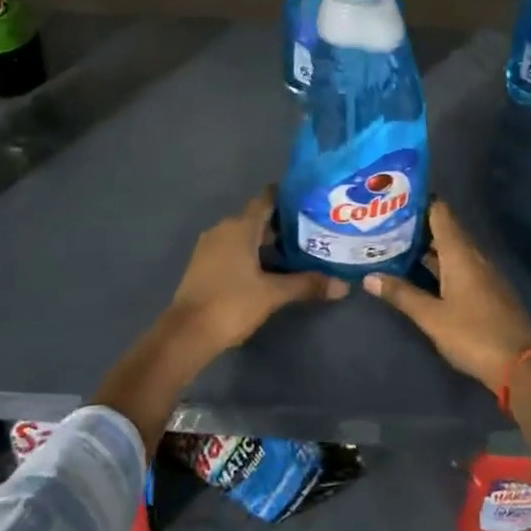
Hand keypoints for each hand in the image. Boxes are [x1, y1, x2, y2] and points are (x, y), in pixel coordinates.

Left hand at [153, 187, 347, 372]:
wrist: (187, 333)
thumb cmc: (232, 303)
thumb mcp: (273, 294)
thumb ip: (307, 284)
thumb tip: (343, 285)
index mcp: (240, 227)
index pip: (266, 199)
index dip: (287, 197)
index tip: (309, 200)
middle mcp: (223, 229)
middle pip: (256, 219)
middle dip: (282, 225)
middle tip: (311, 232)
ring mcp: (210, 247)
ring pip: (244, 236)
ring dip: (266, 242)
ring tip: (295, 253)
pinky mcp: (203, 265)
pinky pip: (232, 250)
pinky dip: (251, 254)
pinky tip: (268, 270)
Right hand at [363, 199, 530, 394]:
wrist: (521, 366)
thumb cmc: (473, 335)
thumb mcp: (431, 316)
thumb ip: (402, 294)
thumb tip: (369, 276)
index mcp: (461, 253)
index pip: (440, 213)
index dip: (419, 202)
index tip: (394, 198)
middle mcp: (474, 256)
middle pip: (445, 230)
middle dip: (417, 226)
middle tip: (385, 224)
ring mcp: (484, 274)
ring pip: (452, 250)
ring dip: (427, 248)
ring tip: (395, 245)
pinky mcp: (488, 291)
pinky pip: (460, 266)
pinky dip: (439, 264)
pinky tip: (420, 274)